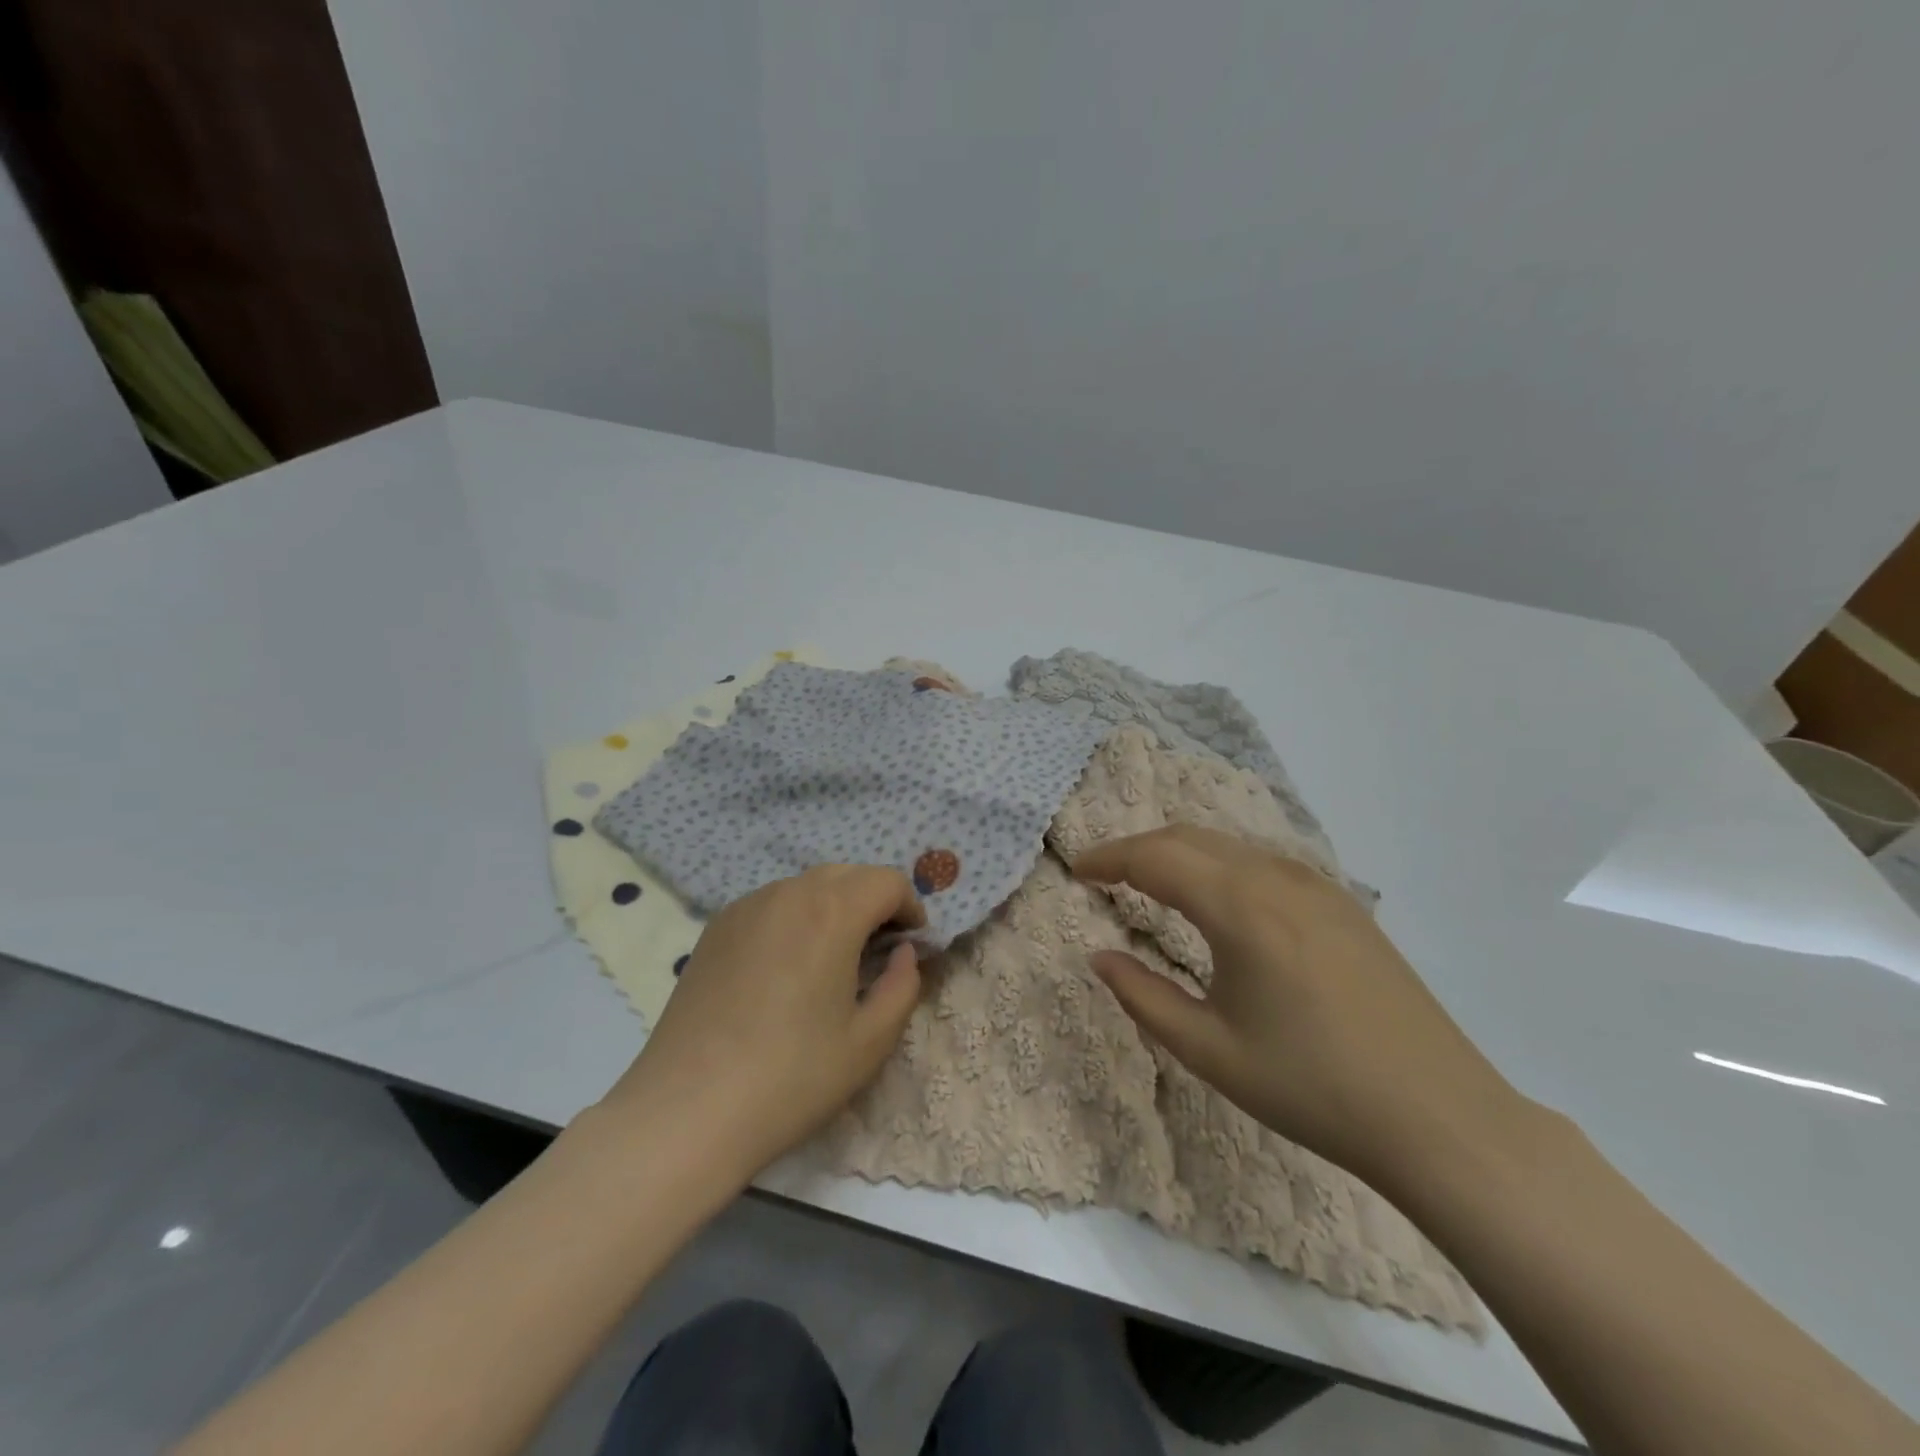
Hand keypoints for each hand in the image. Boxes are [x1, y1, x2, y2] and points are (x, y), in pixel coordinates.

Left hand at [599, 866, 924, 1183]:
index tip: (911, 945)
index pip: (887, 881)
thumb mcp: (870, 1042)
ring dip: (834, 906)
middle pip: (848, 874)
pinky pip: (772, 903)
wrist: (686, 1111)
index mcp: (832, 912)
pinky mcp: (715, 928)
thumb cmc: (791, 1077)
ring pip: (807, 885)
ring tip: (832, 959)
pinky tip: (786, 967)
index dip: (910, 908)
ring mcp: (745, 907)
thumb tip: (904, 954)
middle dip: (874, 901)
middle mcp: (788, 893)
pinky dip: (795, 917)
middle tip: (879, 951)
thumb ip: (903, 986)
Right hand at [1073, 826, 1521, 1188]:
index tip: (1077, 872)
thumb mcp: (1210, 1050)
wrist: (1441, 1118)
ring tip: (1150, 882)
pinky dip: (1219, 864)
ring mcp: (1317, 886)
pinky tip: (1216, 898)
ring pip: (1228, 845)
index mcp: (1241, 907)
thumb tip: (1098, 956)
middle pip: (1189, 838)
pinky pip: (1262, 861)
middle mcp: (1277, 878)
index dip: (1108, 858)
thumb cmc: (1312, 1087)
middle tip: (1104, 875)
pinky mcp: (1343, 904)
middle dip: (1138, 848)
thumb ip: (1142, 995)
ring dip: (1180, 853)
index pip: (1155, 858)